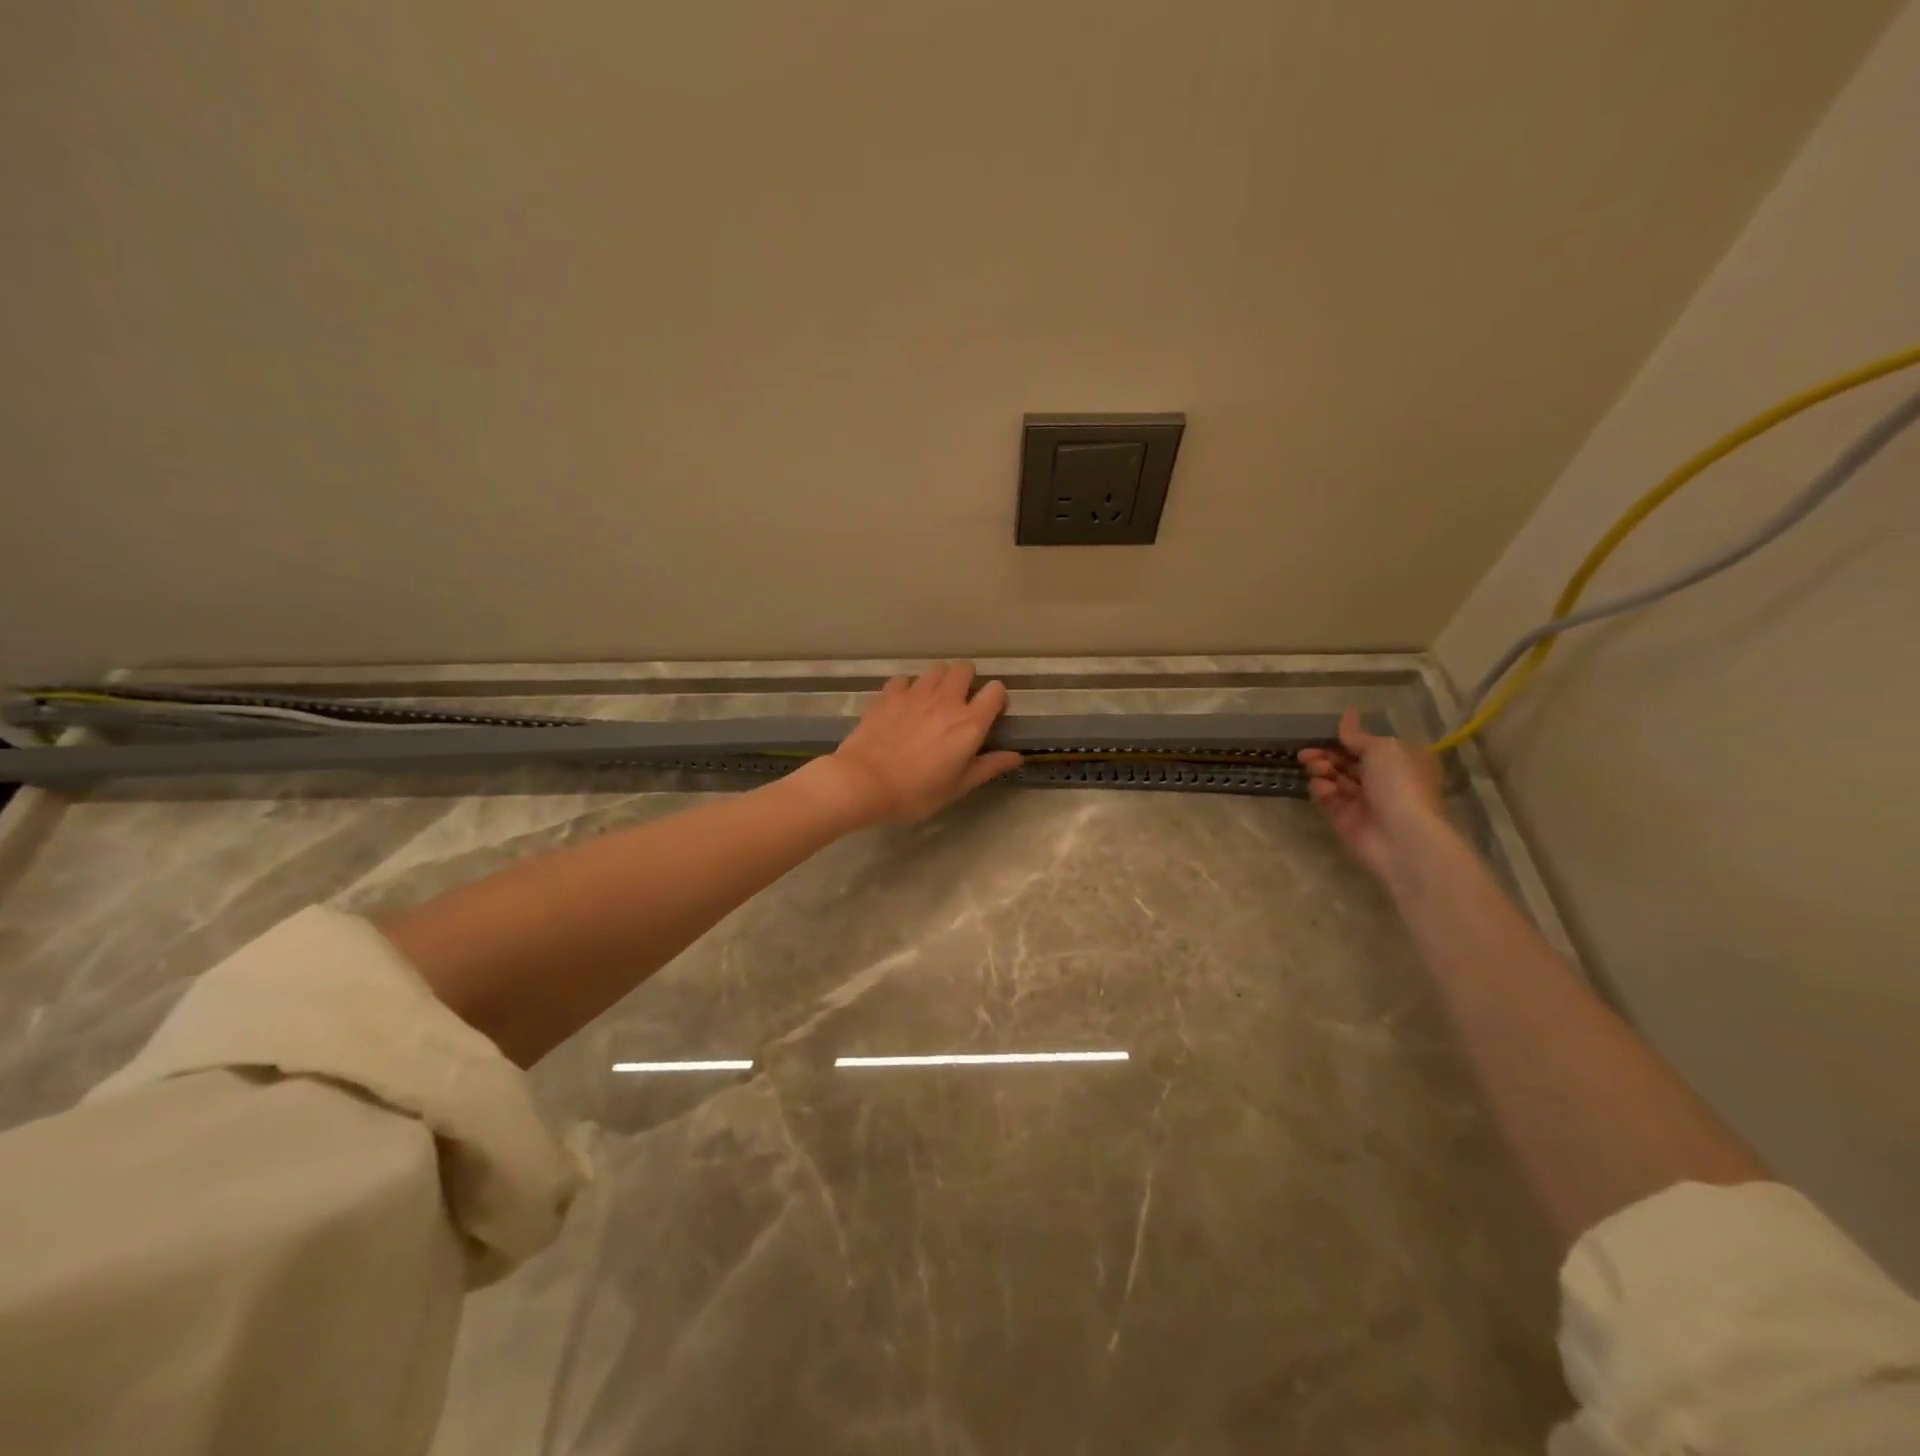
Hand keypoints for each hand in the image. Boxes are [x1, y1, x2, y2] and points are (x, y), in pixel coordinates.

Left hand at [812, 663, 1022, 827]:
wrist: (862, 782)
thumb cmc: (915, 792)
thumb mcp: (957, 787)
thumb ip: (988, 767)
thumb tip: (1017, 756)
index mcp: (969, 723)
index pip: (996, 690)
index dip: (997, 698)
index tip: (990, 713)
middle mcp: (946, 700)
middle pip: (965, 668)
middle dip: (968, 681)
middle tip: (960, 703)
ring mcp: (915, 693)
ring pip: (937, 669)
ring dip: (940, 680)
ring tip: (933, 702)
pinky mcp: (889, 694)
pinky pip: (905, 679)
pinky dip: (909, 687)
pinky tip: (904, 704)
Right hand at [1299, 709, 1443, 878]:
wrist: (1401, 837)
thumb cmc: (1399, 784)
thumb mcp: (1382, 749)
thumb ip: (1357, 736)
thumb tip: (1347, 714)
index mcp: (1400, 760)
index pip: (1367, 745)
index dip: (1345, 738)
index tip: (1324, 733)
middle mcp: (1382, 780)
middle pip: (1346, 761)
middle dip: (1326, 754)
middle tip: (1307, 753)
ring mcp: (1363, 800)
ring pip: (1334, 778)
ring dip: (1321, 769)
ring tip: (1316, 768)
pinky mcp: (1344, 818)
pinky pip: (1327, 798)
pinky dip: (1322, 791)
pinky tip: (1325, 791)